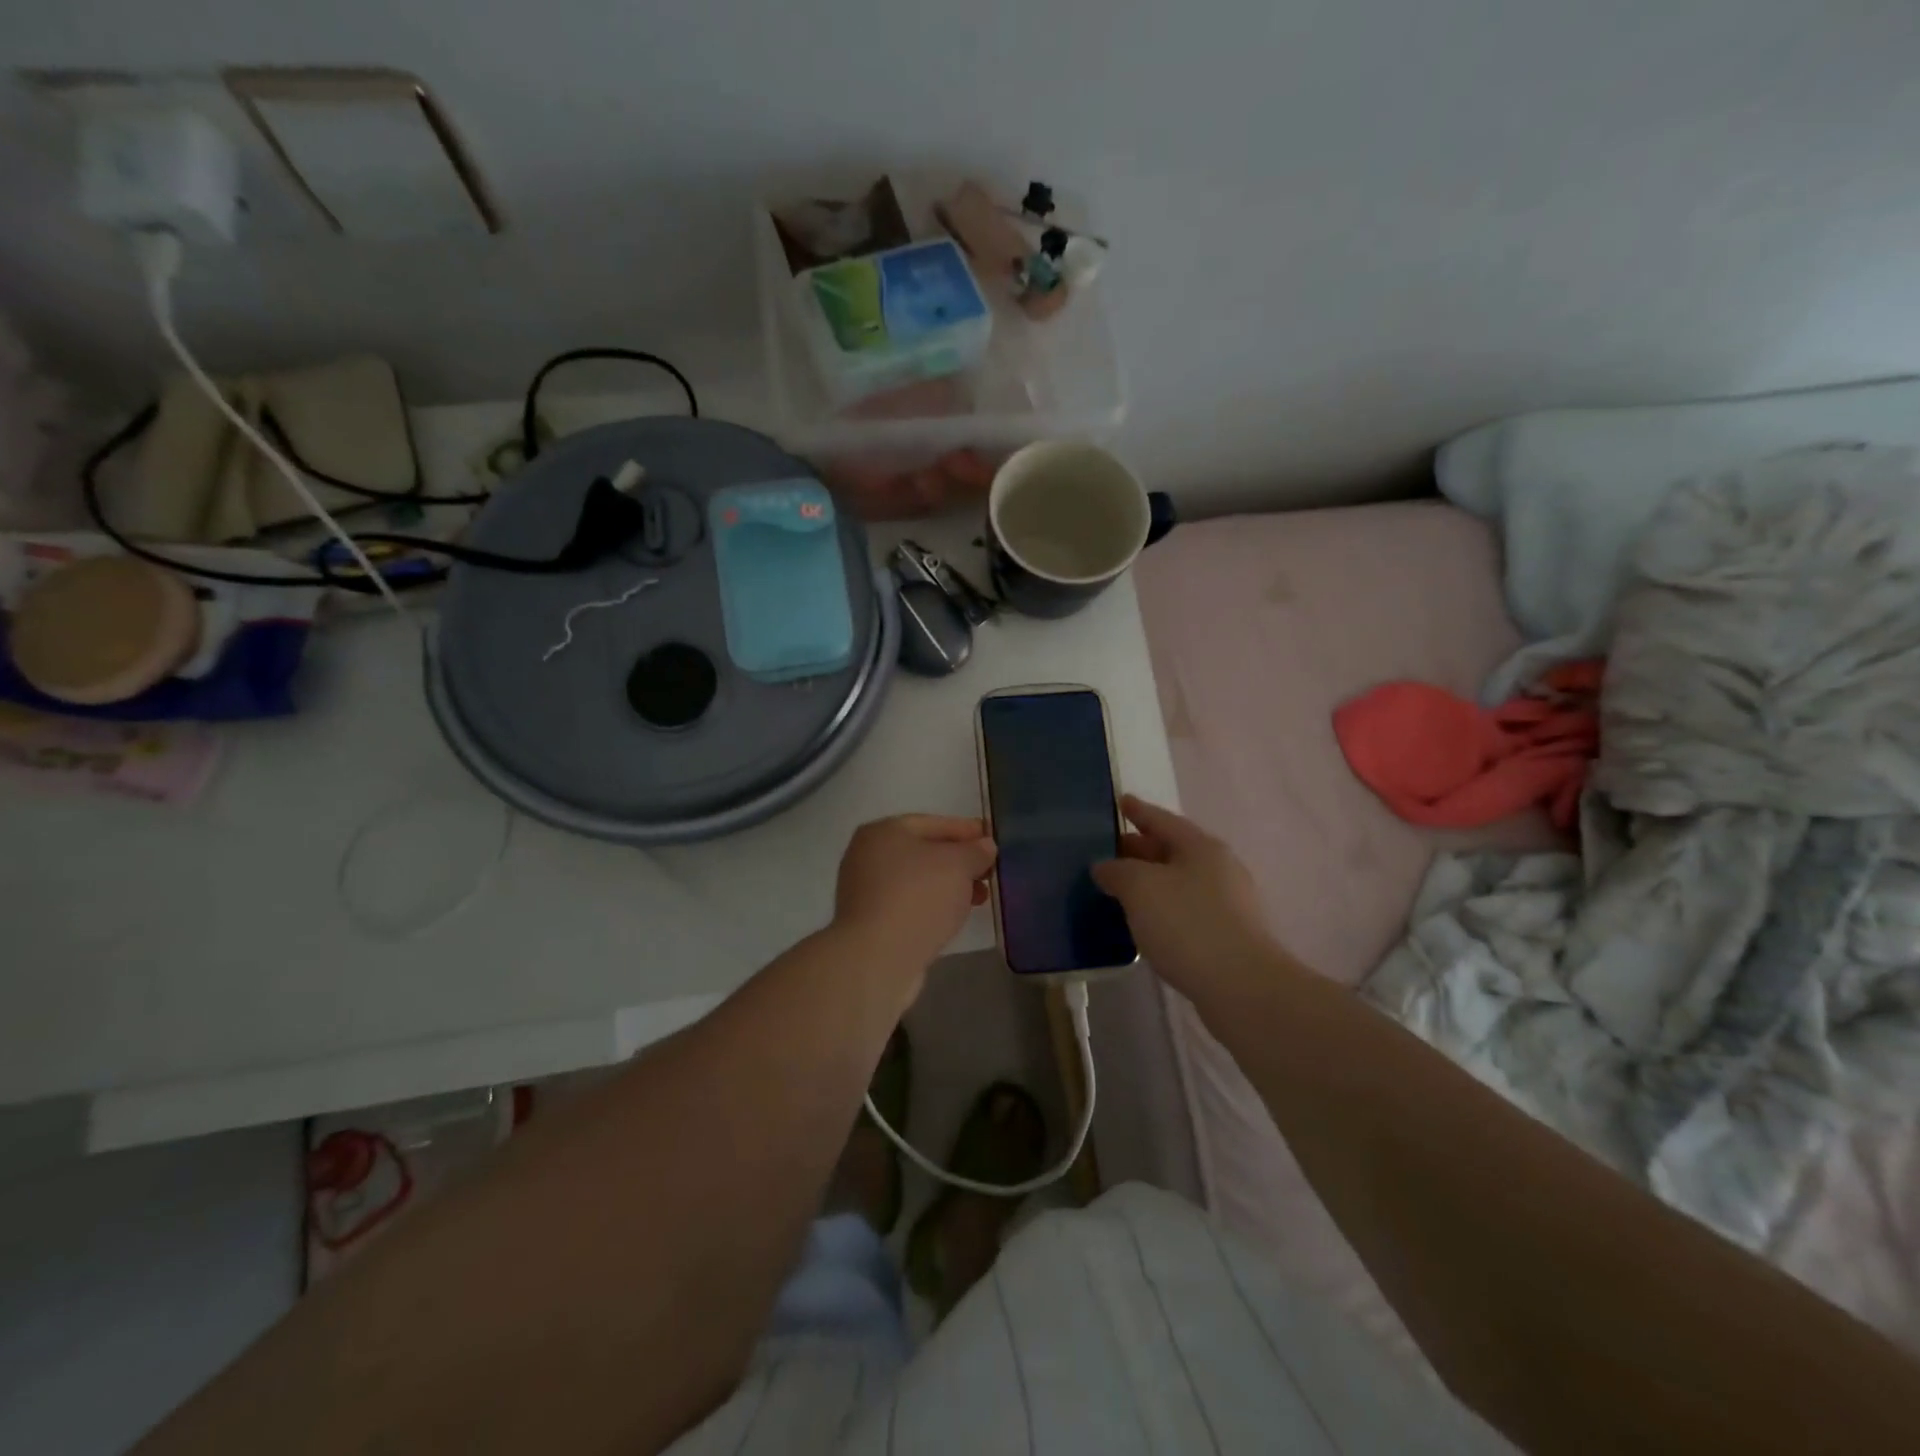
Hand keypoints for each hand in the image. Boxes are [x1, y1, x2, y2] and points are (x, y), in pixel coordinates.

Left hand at [833, 815, 996, 973]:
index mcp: (883, 831)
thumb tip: (985, 846)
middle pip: (924, 851)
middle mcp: (868, 855)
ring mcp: (866, 890)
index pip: (933, 823)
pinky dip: (933, 905)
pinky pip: (909, 904)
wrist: (877, 958)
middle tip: (990, 872)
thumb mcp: (957, 865)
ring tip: (980, 898)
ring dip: (949, 886)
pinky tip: (954, 916)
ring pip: (918, 880)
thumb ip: (975, 851)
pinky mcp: (871, 922)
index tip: (993, 841)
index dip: (967, 830)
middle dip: (959, 861)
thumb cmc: (918, 897)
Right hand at [1091, 796, 1280, 1000]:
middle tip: (1108, 850)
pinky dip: (1162, 908)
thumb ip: (1117, 871)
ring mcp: (1228, 903)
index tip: (1120, 801)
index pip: (1162, 820)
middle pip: (1172, 850)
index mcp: (1201, 847)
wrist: (1242, 987)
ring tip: (1120, 888)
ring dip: (1151, 882)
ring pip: (1179, 882)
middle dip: (1140, 849)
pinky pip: (1186, 910)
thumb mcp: (1140, 888)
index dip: (1138, 811)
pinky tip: (1144, 922)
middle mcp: (1219, 868)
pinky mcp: (1228, 936)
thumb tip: (1105, 867)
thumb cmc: (1188, 925)